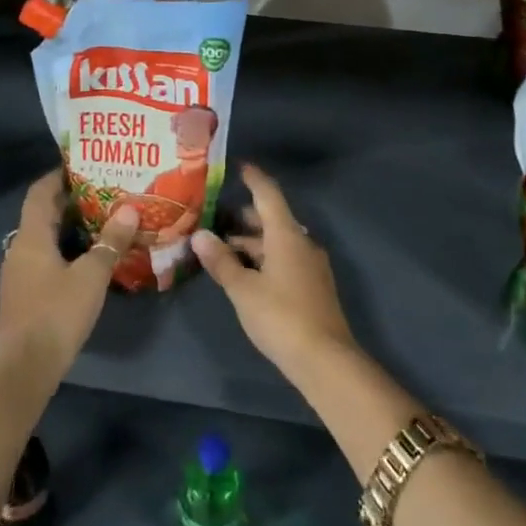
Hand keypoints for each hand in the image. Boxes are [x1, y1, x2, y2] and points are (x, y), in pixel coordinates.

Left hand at [0, 171, 135, 381]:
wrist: (25, 366)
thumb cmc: (57, 312)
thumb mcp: (92, 275)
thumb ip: (110, 241)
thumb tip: (130, 208)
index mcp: (31, 236)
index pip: (39, 192)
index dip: (58, 176)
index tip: (84, 165)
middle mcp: (20, 248)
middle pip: (42, 213)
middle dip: (70, 200)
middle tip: (104, 191)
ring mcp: (20, 272)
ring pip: (44, 237)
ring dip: (69, 226)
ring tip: (103, 219)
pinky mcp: (25, 293)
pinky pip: (45, 258)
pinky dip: (65, 249)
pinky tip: (89, 257)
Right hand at [193, 164, 355, 382]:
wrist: (326, 360)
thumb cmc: (281, 316)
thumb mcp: (243, 289)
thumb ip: (221, 261)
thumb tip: (200, 235)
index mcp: (287, 235)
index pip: (268, 195)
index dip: (254, 179)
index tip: (239, 166)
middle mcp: (302, 243)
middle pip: (273, 219)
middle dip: (246, 215)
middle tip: (216, 214)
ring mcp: (310, 266)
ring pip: (278, 242)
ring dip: (252, 241)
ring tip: (222, 246)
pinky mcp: (312, 286)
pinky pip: (284, 259)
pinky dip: (263, 258)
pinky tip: (244, 272)